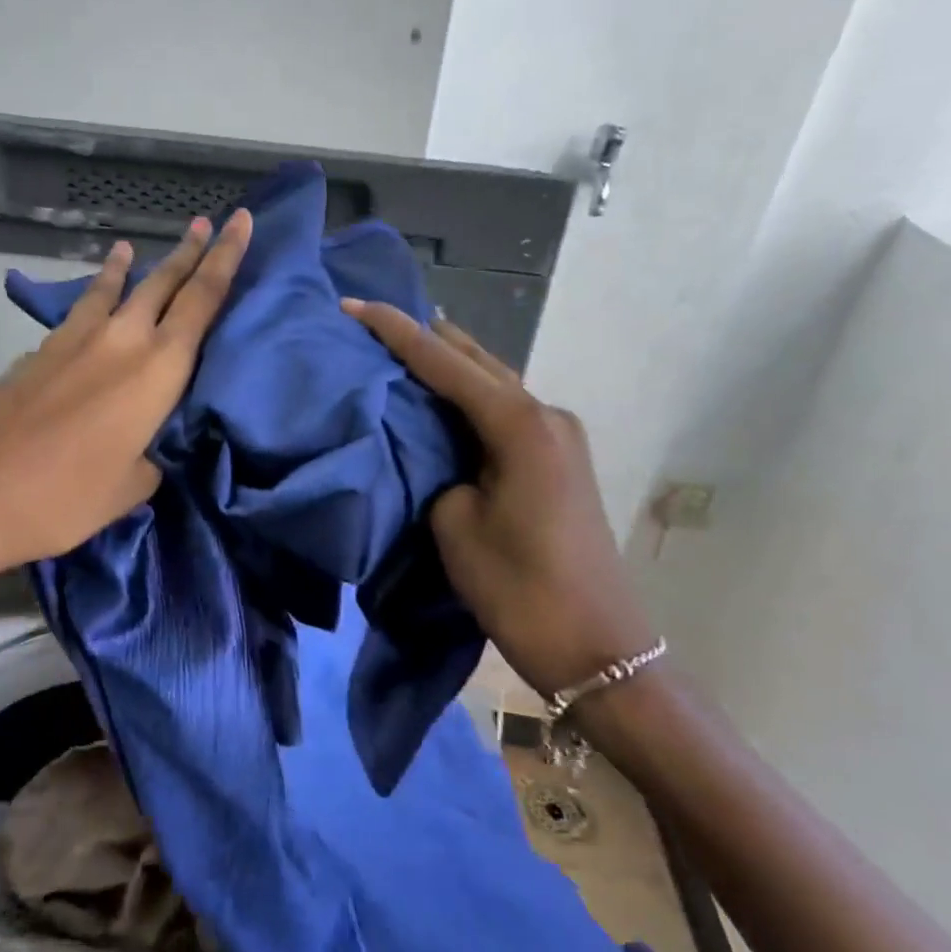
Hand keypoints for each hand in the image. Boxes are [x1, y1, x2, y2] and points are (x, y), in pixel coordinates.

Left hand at [0, 211, 253, 595]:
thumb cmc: (64, 498)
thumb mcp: (129, 489)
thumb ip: (150, 457)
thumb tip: (144, 447)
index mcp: (157, 371)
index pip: (202, 301)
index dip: (225, 258)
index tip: (241, 222)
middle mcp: (120, 340)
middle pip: (163, 282)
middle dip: (190, 252)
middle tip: (208, 222)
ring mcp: (73, 341)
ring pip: (113, 289)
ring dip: (132, 267)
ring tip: (133, 247)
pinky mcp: (38, 352)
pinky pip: (80, 311)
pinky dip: (95, 297)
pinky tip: (93, 301)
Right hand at [342, 299, 656, 695]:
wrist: (597, 646)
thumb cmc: (519, 587)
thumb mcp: (455, 524)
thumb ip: (437, 472)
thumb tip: (436, 454)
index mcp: (519, 424)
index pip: (444, 363)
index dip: (395, 332)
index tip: (353, 305)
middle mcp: (545, 415)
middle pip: (476, 360)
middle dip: (426, 338)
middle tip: (373, 321)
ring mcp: (558, 436)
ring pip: (492, 383)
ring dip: (449, 366)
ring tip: (401, 347)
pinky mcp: (558, 460)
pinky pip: (504, 412)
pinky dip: (468, 398)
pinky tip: (441, 397)